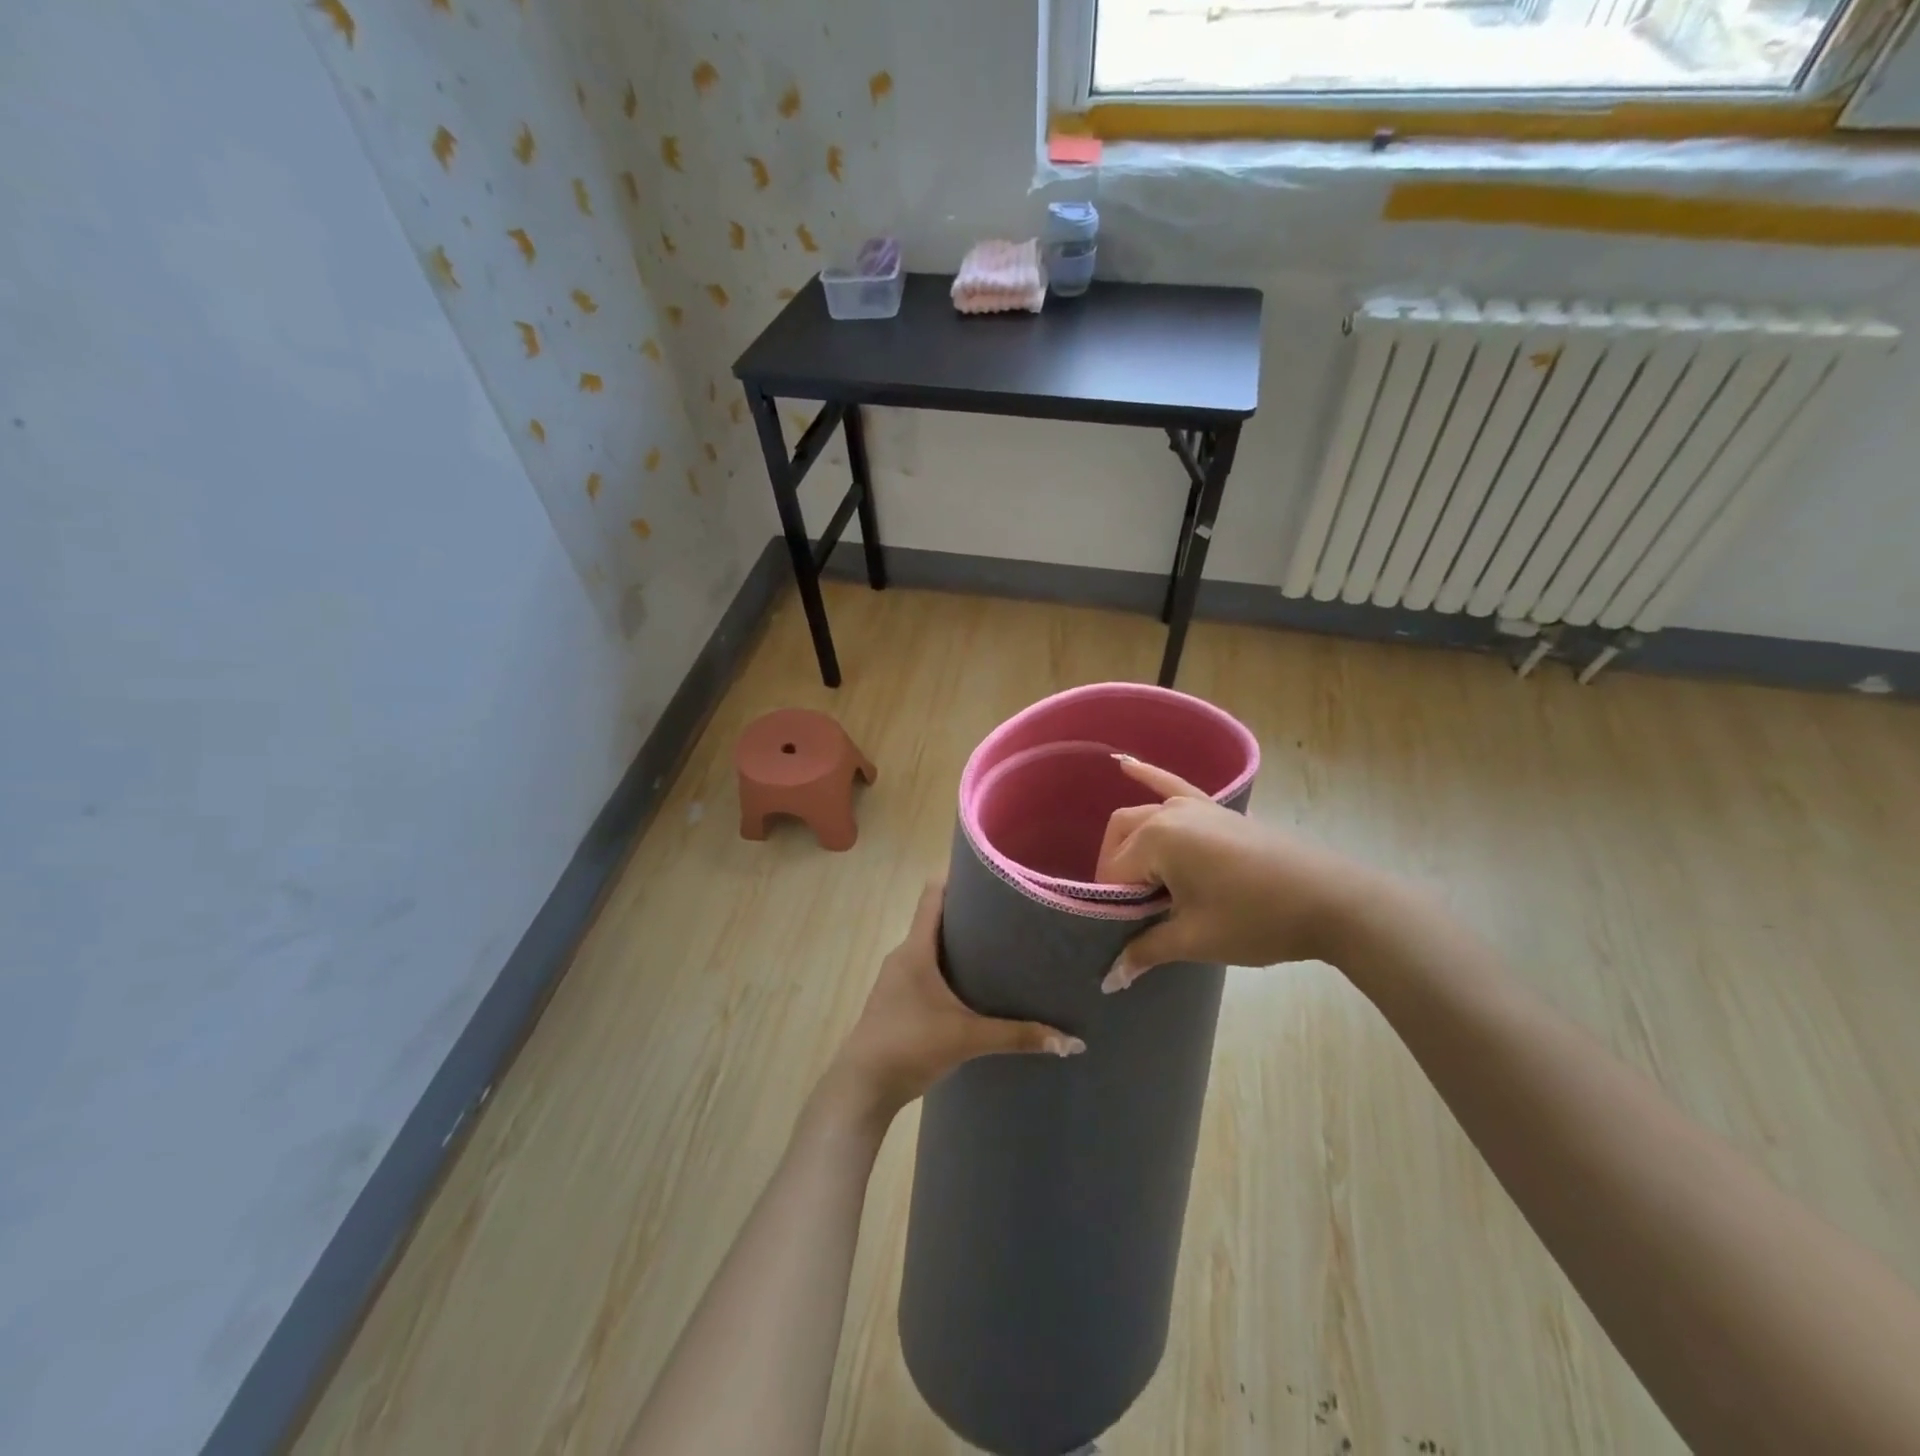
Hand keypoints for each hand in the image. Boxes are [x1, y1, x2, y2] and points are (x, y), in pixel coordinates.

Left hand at [821, 878, 1084, 1127]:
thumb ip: (1017, 1036)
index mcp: (916, 949)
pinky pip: (928, 969)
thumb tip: (1071, 1042)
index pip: (933, 894)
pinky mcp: (899, 1000)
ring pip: (933, 947)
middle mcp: (904, 955)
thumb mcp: (967, 1038)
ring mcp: (898, 979)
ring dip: (961, 943)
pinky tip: (977, 985)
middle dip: (970, 913)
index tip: (991, 872)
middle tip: (1011, 911)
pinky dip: (951, 968)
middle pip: (936, 919)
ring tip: (1001, 945)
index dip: (957, 877)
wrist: (862, 1087)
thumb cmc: (909, 1045)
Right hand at [1096, 755, 1388, 990]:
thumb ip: (1146, 950)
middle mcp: (1169, 813)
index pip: (1114, 872)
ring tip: (1139, 882)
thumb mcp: (1196, 939)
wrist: (1332, 901)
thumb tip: (1110, 979)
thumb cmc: (1256, 920)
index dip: (1115, 905)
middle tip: (1134, 912)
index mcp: (1157, 839)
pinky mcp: (1217, 809)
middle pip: (1122, 840)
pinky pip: (1173, 786)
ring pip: (1142, 818)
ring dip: (1131, 845)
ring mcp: (1195, 805)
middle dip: (1118, 874)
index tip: (1128, 932)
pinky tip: (1125, 764)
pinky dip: (1148, 775)